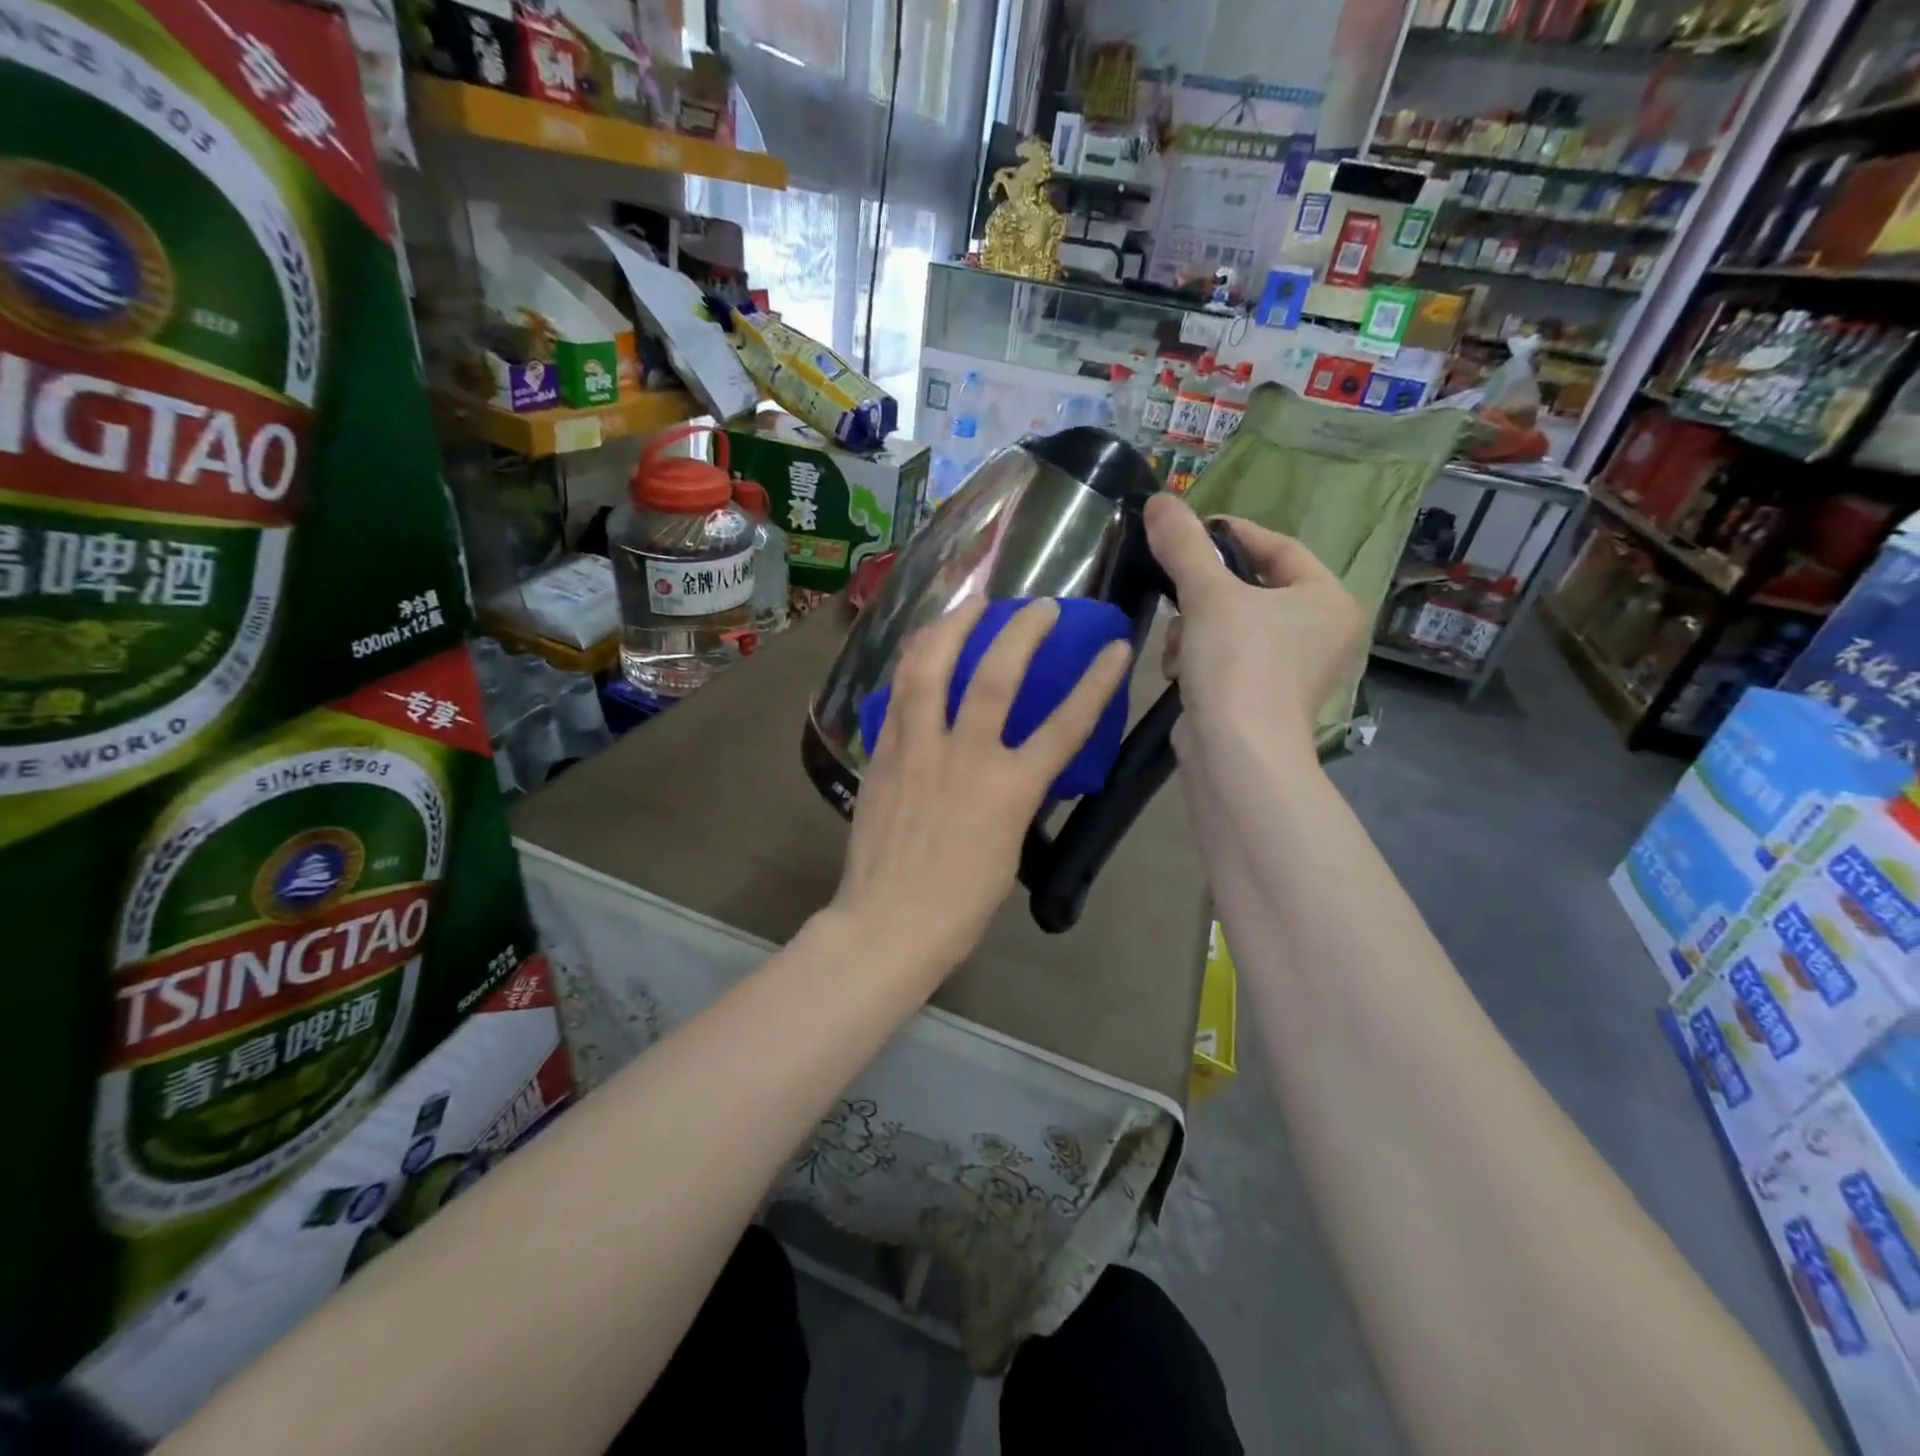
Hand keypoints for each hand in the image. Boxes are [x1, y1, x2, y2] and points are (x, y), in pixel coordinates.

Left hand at [831, 596, 1132, 980]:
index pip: (1065, 725)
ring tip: (970, 603)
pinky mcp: (883, 755)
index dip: (1096, 682)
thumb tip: (1014, 764)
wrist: (889, 924)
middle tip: (1037, 605)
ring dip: (953, 627)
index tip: (1115, 646)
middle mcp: (964, 758)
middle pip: (995, 676)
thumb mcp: (1009, 847)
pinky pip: (896, 696)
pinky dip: (912, 663)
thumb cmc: (961, 904)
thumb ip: (1015, 795)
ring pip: (931, 670)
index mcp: (1009, 790)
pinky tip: (920, 648)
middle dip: (1022, 631)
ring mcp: (917, 750)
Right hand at [1144, 493, 1361, 757]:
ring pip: (1231, 625)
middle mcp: (1320, 632)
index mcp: (1327, 599)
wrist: (1237, 754)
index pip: (1278, 547)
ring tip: (1178, 648)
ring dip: (1194, 629)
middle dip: (1203, 594)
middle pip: (1250, 589)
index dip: (1230, 533)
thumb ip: (1184, 544)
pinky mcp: (1262, 698)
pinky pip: (1227, 658)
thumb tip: (1160, 499)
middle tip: (1176, 593)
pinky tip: (1181, 672)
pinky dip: (1199, 658)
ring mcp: (1292, 670)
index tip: (1187, 529)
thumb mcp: (1208, 595)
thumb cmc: (1238, 664)